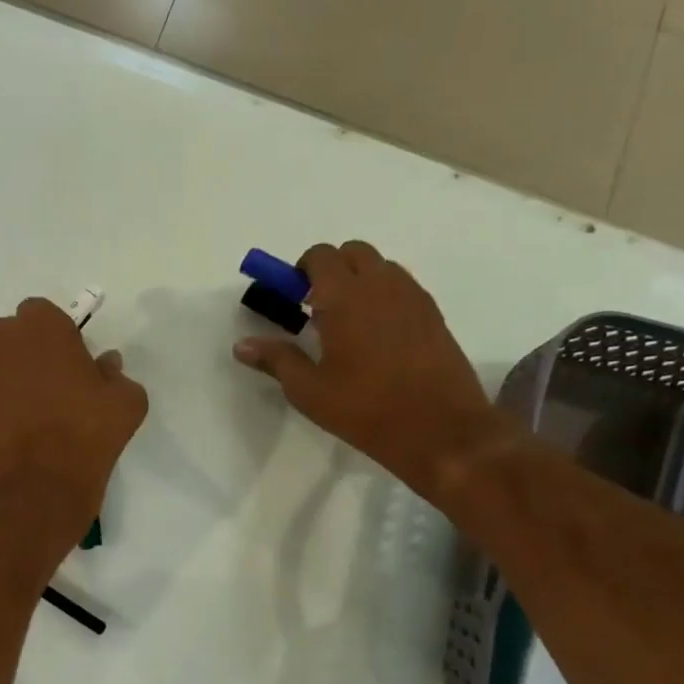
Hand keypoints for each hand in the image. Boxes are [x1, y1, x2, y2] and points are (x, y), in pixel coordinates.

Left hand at [0, 298, 148, 544]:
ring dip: (6, 381)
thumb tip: (105, 365)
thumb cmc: (87, 437)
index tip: (71, 365)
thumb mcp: (127, 402)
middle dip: (27, 355)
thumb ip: (115, 373)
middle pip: (12, 337)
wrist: (34, 492)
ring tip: (26, 418)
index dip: (57, 338)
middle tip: (50, 391)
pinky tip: (8, 436)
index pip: (43, 314)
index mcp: (40, 326)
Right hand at [233, 241, 505, 493]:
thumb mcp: (309, 391)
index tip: (293, 298)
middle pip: (353, 252)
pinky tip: (378, 336)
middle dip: (331, 269)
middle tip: (318, 308)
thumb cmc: (366, 410)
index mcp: (345, 297)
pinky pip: (403, 286)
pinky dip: (385, 295)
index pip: (321, 255)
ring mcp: (413, 297)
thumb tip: (241, 345)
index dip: (302, 270)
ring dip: (360, 279)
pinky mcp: (434, 315)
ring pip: (381, 266)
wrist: (442, 431)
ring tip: (349, 322)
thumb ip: (276, 360)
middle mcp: (381, 285)